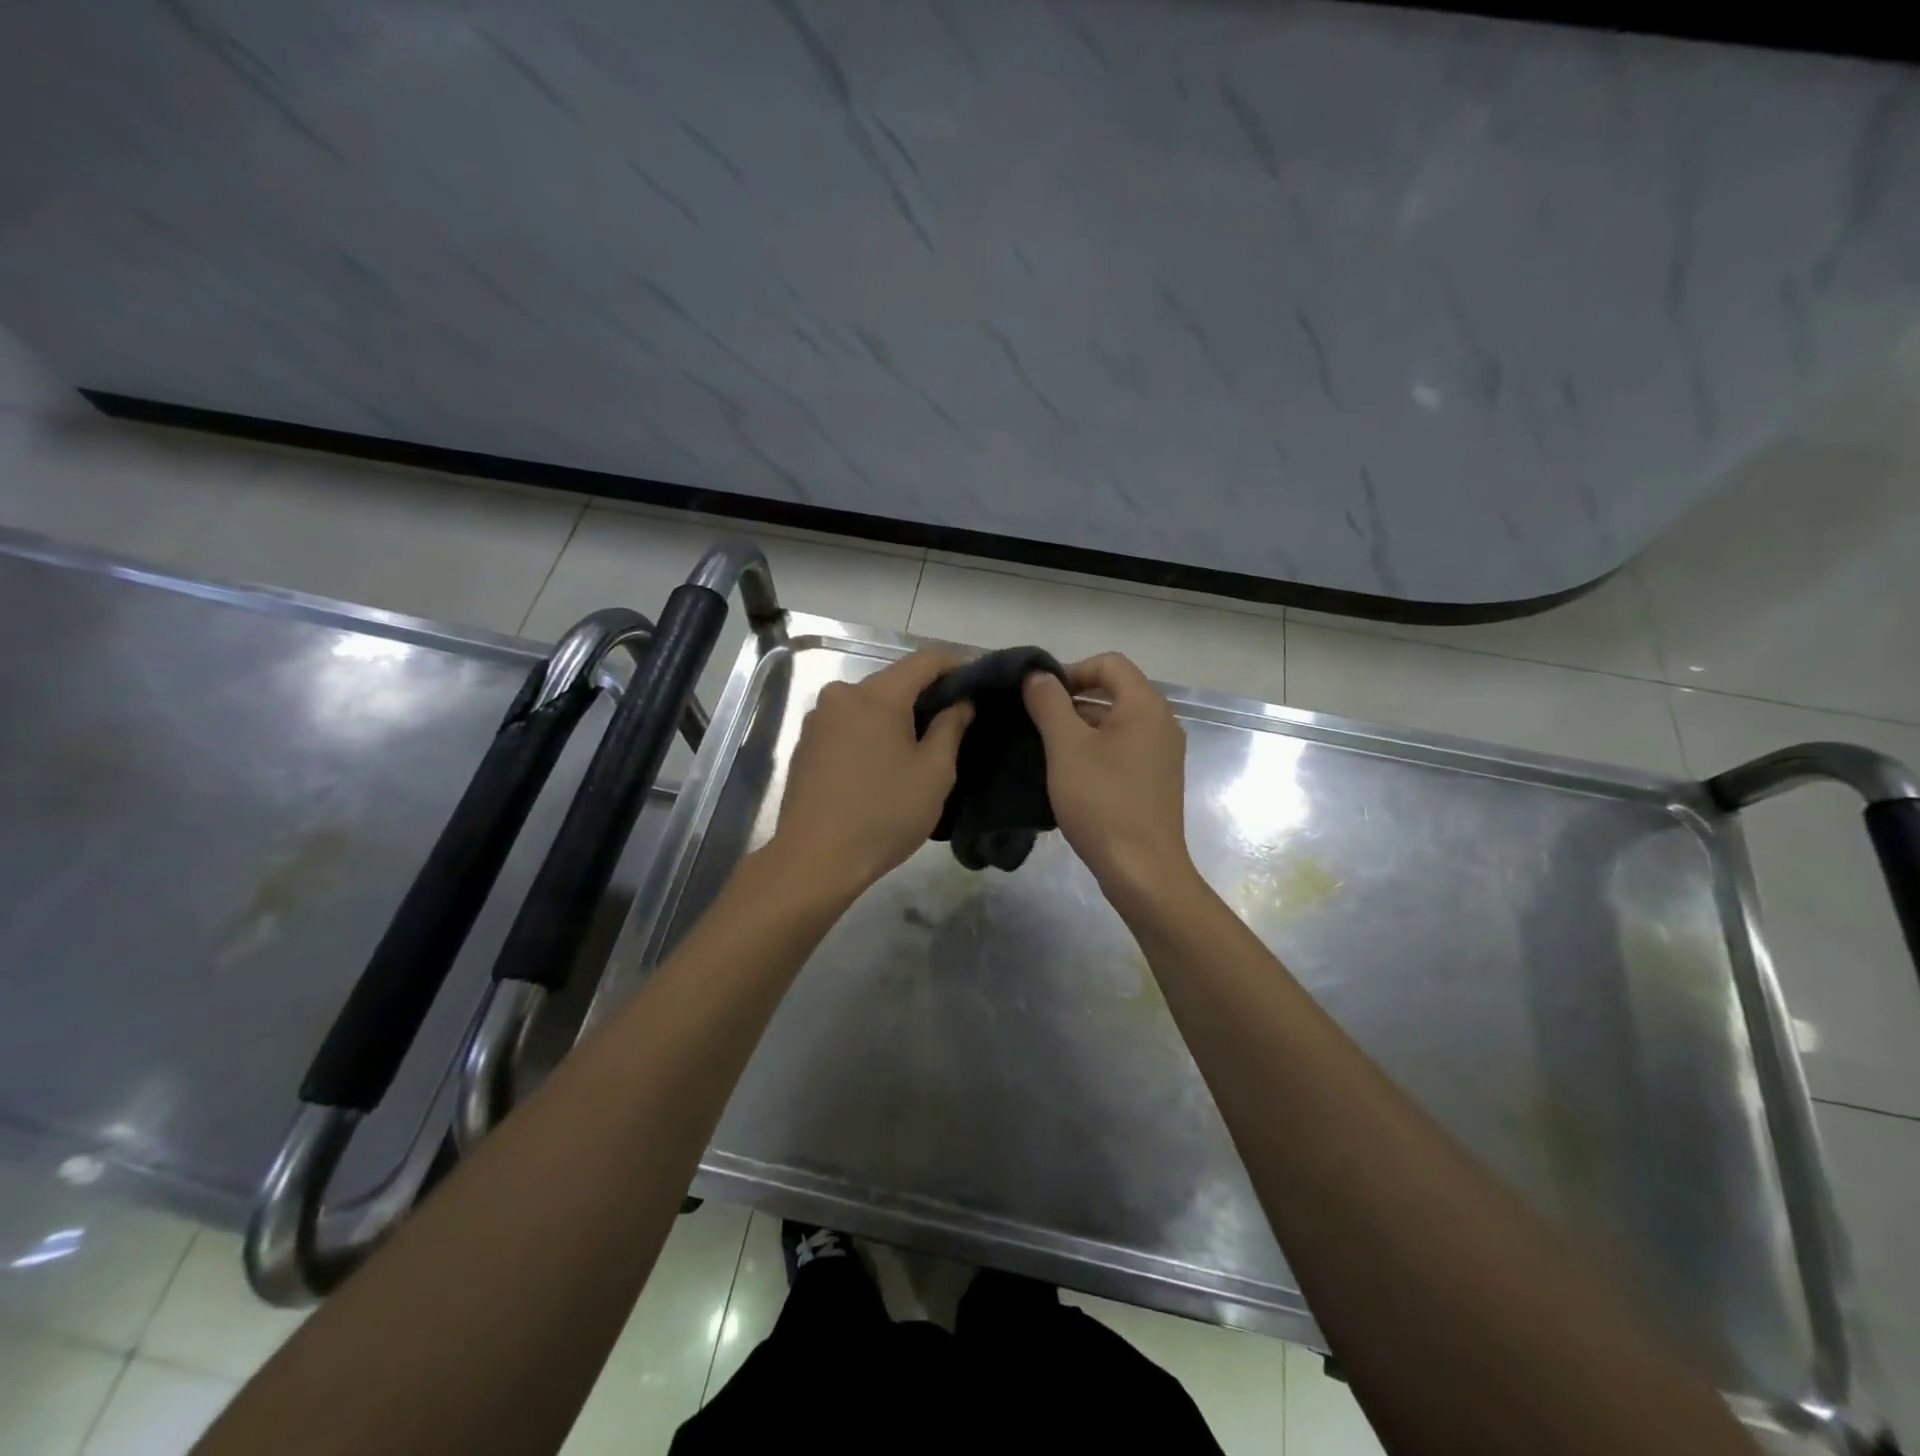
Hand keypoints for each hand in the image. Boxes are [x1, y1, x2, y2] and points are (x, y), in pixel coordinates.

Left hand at [762, 648, 973, 904]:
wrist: (814, 861)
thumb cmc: (883, 815)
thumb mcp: (934, 773)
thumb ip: (951, 727)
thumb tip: (961, 702)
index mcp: (875, 695)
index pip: (925, 660)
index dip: (957, 665)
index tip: (979, 683)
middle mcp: (841, 695)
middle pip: (894, 681)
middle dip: (926, 696)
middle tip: (957, 722)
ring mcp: (817, 720)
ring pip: (870, 705)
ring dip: (897, 717)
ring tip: (922, 747)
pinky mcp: (806, 745)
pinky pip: (849, 725)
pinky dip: (872, 733)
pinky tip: (884, 764)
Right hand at [1023, 653, 1196, 914]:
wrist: (1142, 871)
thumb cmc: (1103, 802)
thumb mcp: (1066, 747)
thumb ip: (1049, 704)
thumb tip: (1037, 675)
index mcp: (1145, 706)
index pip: (1109, 663)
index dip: (1071, 670)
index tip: (1041, 697)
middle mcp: (1161, 723)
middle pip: (1113, 692)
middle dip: (1071, 702)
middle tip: (1035, 725)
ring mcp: (1161, 755)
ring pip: (1114, 725)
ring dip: (1079, 730)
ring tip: (1045, 753)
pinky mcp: (1155, 781)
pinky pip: (1122, 751)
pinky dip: (1094, 753)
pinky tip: (1069, 777)